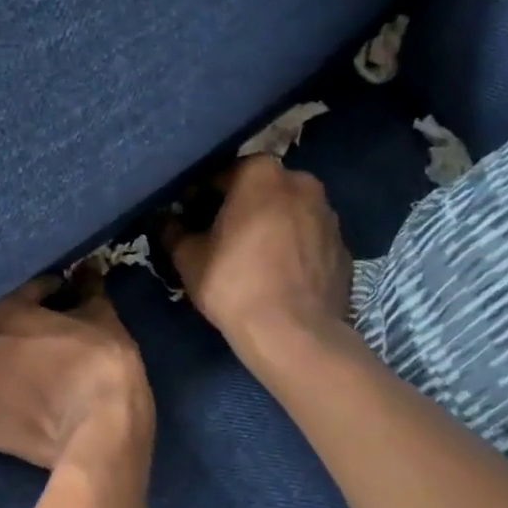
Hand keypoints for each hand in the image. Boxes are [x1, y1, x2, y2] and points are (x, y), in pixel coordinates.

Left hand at [0, 277, 153, 471]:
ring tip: (26, 376)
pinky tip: (23, 408)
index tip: (62, 296)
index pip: (20, 291)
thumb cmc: (100, 365)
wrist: (98, 433)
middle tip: (38, 337)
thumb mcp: (102, 318)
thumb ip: (88, 291)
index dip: (43, 292)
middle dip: (8, 329)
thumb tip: (88, 270)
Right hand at [167, 156, 351, 363]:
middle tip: (217, 238)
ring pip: (286, 212)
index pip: (218, 175)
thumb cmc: (235, 285)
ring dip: (267, 225)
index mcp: (261, 173)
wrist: (295, 334)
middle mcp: (301, 182)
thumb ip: (173, 230)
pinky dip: (292, 247)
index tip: (187, 219)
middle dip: (237, 207)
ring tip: (249, 257)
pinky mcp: (343, 246)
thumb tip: (165, 220)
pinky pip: (307, 238)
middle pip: (258, 190)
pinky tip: (277, 274)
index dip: (197, 197)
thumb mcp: (189, 258)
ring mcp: (328, 214)